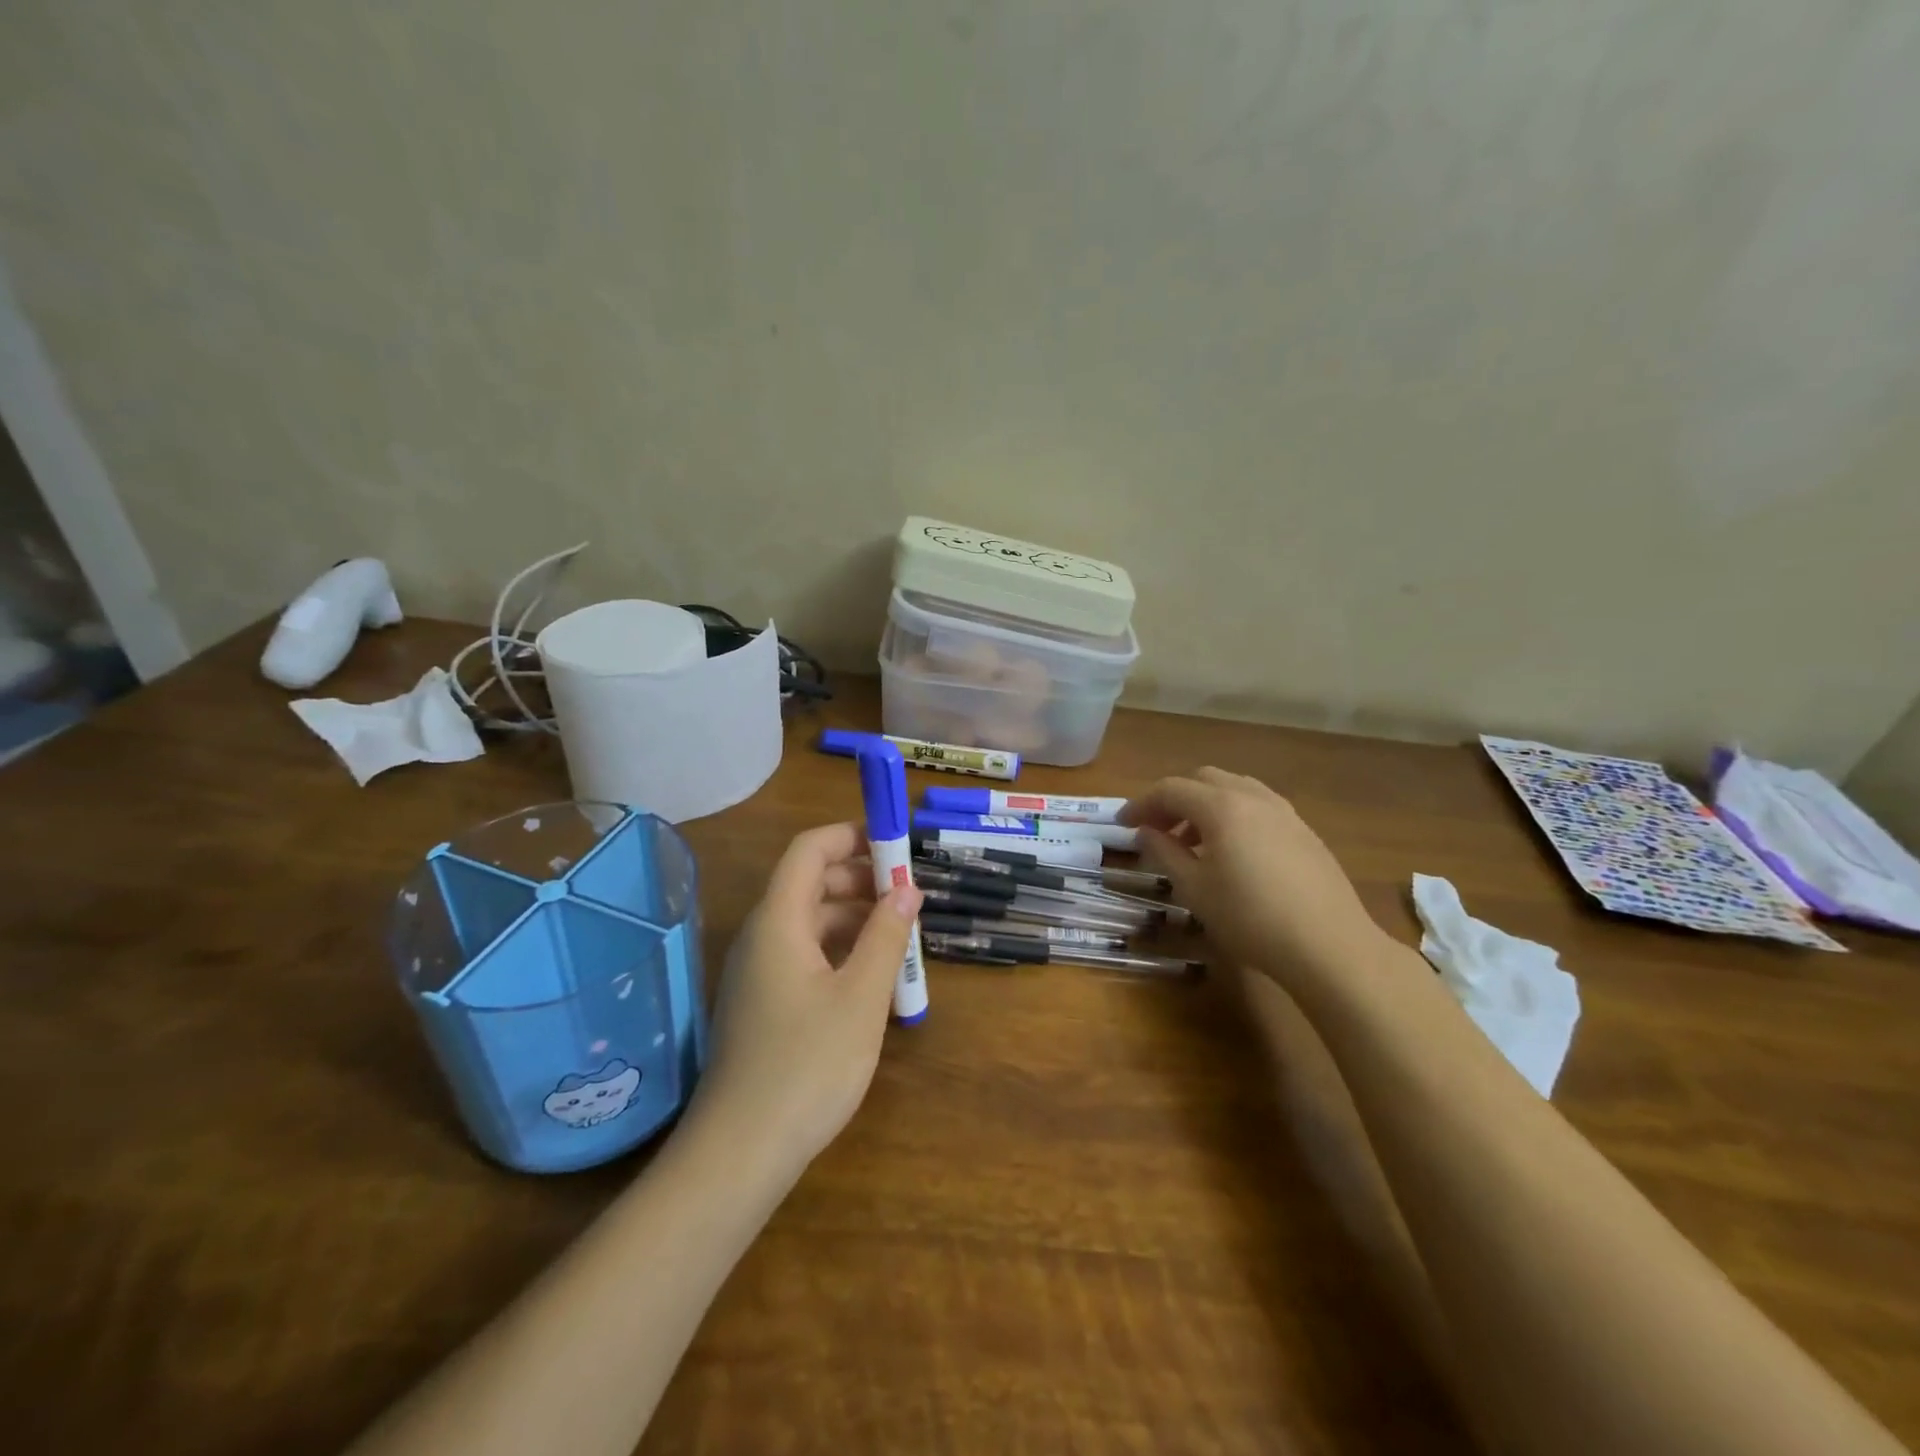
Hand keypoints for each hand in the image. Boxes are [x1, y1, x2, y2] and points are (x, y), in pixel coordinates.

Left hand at [687, 822, 922, 1183]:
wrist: (740, 1154)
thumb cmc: (806, 1066)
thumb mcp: (861, 997)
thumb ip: (886, 936)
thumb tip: (907, 889)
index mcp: (778, 921)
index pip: (809, 850)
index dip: (851, 836)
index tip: (896, 846)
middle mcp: (762, 936)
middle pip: (810, 883)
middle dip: (861, 880)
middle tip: (909, 896)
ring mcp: (758, 972)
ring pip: (810, 922)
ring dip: (855, 918)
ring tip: (901, 937)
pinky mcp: (763, 1004)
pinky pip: (804, 955)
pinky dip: (840, 951)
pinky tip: (872, 977)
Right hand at [1119, 768, 1383, 986]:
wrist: (1329, 945)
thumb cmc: (1250, 918)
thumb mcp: (1194, 889)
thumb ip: (1165, 853)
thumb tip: (1145, 833)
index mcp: (1221, 806)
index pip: (1170, 789)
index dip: (1141, 804)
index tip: (1123, 825)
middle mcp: (1253, 797)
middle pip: (1203, 779)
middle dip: (1173, 799)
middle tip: (1156, 829)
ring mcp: (1284, 811)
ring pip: (1234, 788)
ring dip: (1205, 805)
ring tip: (1192, 840)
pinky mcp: (1304, 831)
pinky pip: (1258, 805)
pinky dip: (1233, 814)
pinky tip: (1232, 850)